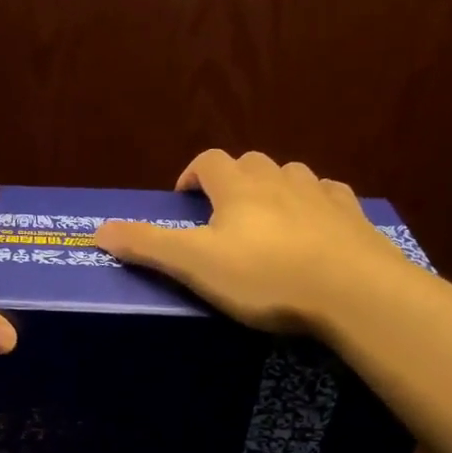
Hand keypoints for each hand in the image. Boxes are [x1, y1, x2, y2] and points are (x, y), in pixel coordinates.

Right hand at [93, 150, 413, 332]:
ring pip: (290, 175)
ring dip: (273, 190)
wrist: (353, 291)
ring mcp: (320, 195)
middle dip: (232, 181)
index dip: (193, 174)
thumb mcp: (195, 264)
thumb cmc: (265, 276)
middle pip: (250, 163)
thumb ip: (147, 245)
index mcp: (238, 187)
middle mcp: (279, 179)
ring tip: (266, 224)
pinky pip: (329, 197)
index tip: (184, 199)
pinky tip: (314, 231)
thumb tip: (98, 230)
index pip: (209, 161)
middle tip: (222, 217)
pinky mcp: (352, 216)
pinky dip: (314, 205)